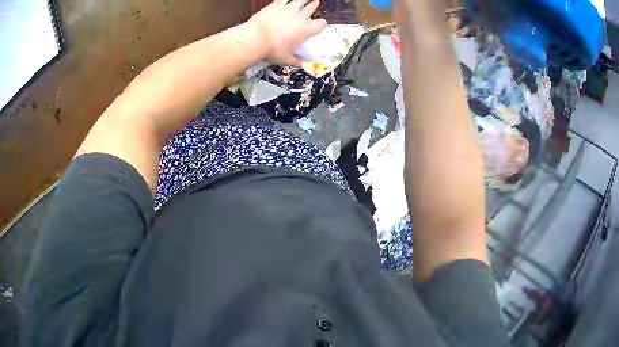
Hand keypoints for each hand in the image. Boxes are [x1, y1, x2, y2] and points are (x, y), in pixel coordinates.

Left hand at [249, 0, 327, 65]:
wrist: (257, 38)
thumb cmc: (273, 49)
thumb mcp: (286, 59)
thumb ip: (295, 60)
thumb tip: (300, 64)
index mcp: (306, 30)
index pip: (320, 25)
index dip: (321, 24)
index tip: (320, 25)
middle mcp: (300, 18)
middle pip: (310, 9)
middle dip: (313, 6)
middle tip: (315, 3)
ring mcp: (288, 9)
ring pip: (300, 1)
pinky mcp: (276, 5)